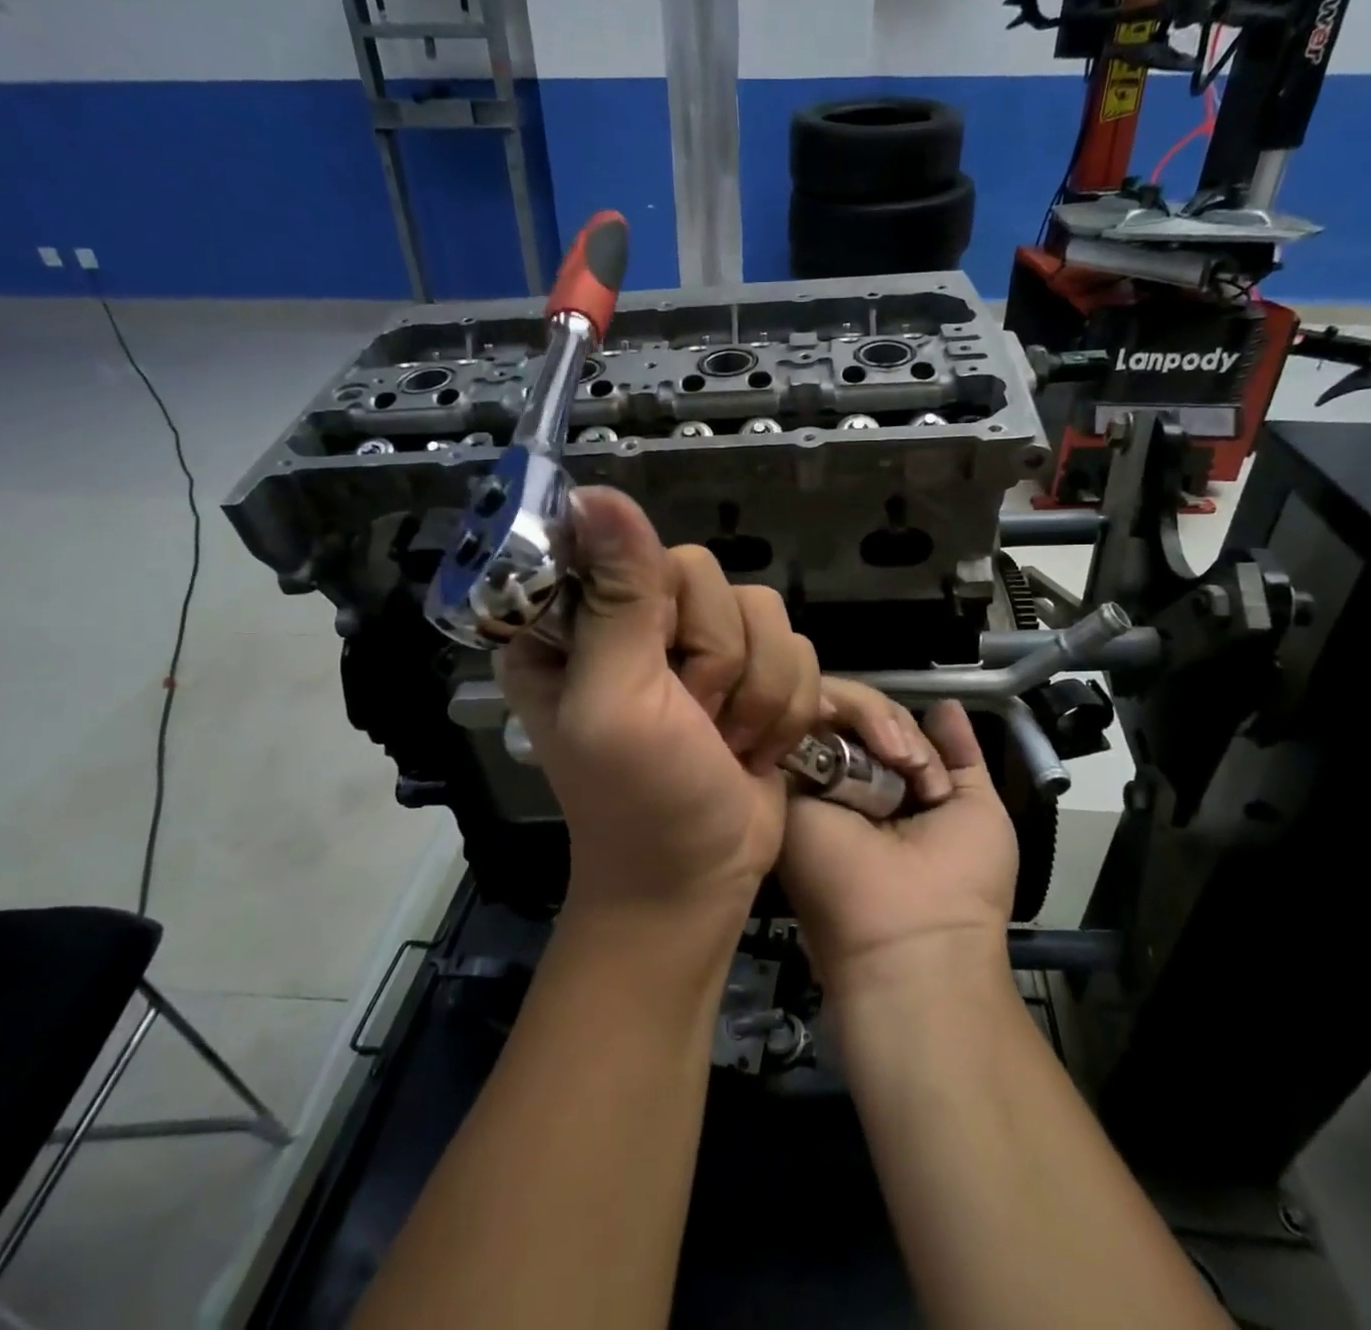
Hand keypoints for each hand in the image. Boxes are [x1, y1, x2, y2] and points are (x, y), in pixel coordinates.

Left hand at [498, 488, 820, 914]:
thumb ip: (617, 597)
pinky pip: (797, 646)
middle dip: (716, 660)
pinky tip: (754, 747)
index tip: (658, 667)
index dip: (661, 607)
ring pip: (765, 610)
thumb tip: (594, 492)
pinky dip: (785, 706)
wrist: (700, 878)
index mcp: (573, 622)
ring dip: (756, 692)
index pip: (632, 548)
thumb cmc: (639, 800)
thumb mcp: (615, 701)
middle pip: (709, 576)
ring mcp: (696, 646)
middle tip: (692, 719)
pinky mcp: (750, 672)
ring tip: (723, 741)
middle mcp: (633, 621)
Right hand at [782, 691, 1017, 998]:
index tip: (923, 760)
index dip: (903, 726)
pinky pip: (802, 719)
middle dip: (888, 719)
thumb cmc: (961, 883)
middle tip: (909, 760)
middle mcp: (841, 779)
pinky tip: (867, 741)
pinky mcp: (781, 777)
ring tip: (895, 758)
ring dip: (872, 718)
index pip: (882, 727)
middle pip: (855, 713)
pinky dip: (838, 708)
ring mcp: (809, 776)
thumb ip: (960, 756)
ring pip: (830, 707)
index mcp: (883, 787)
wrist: (909, 939)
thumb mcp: (977, 810)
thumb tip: (946, 705)